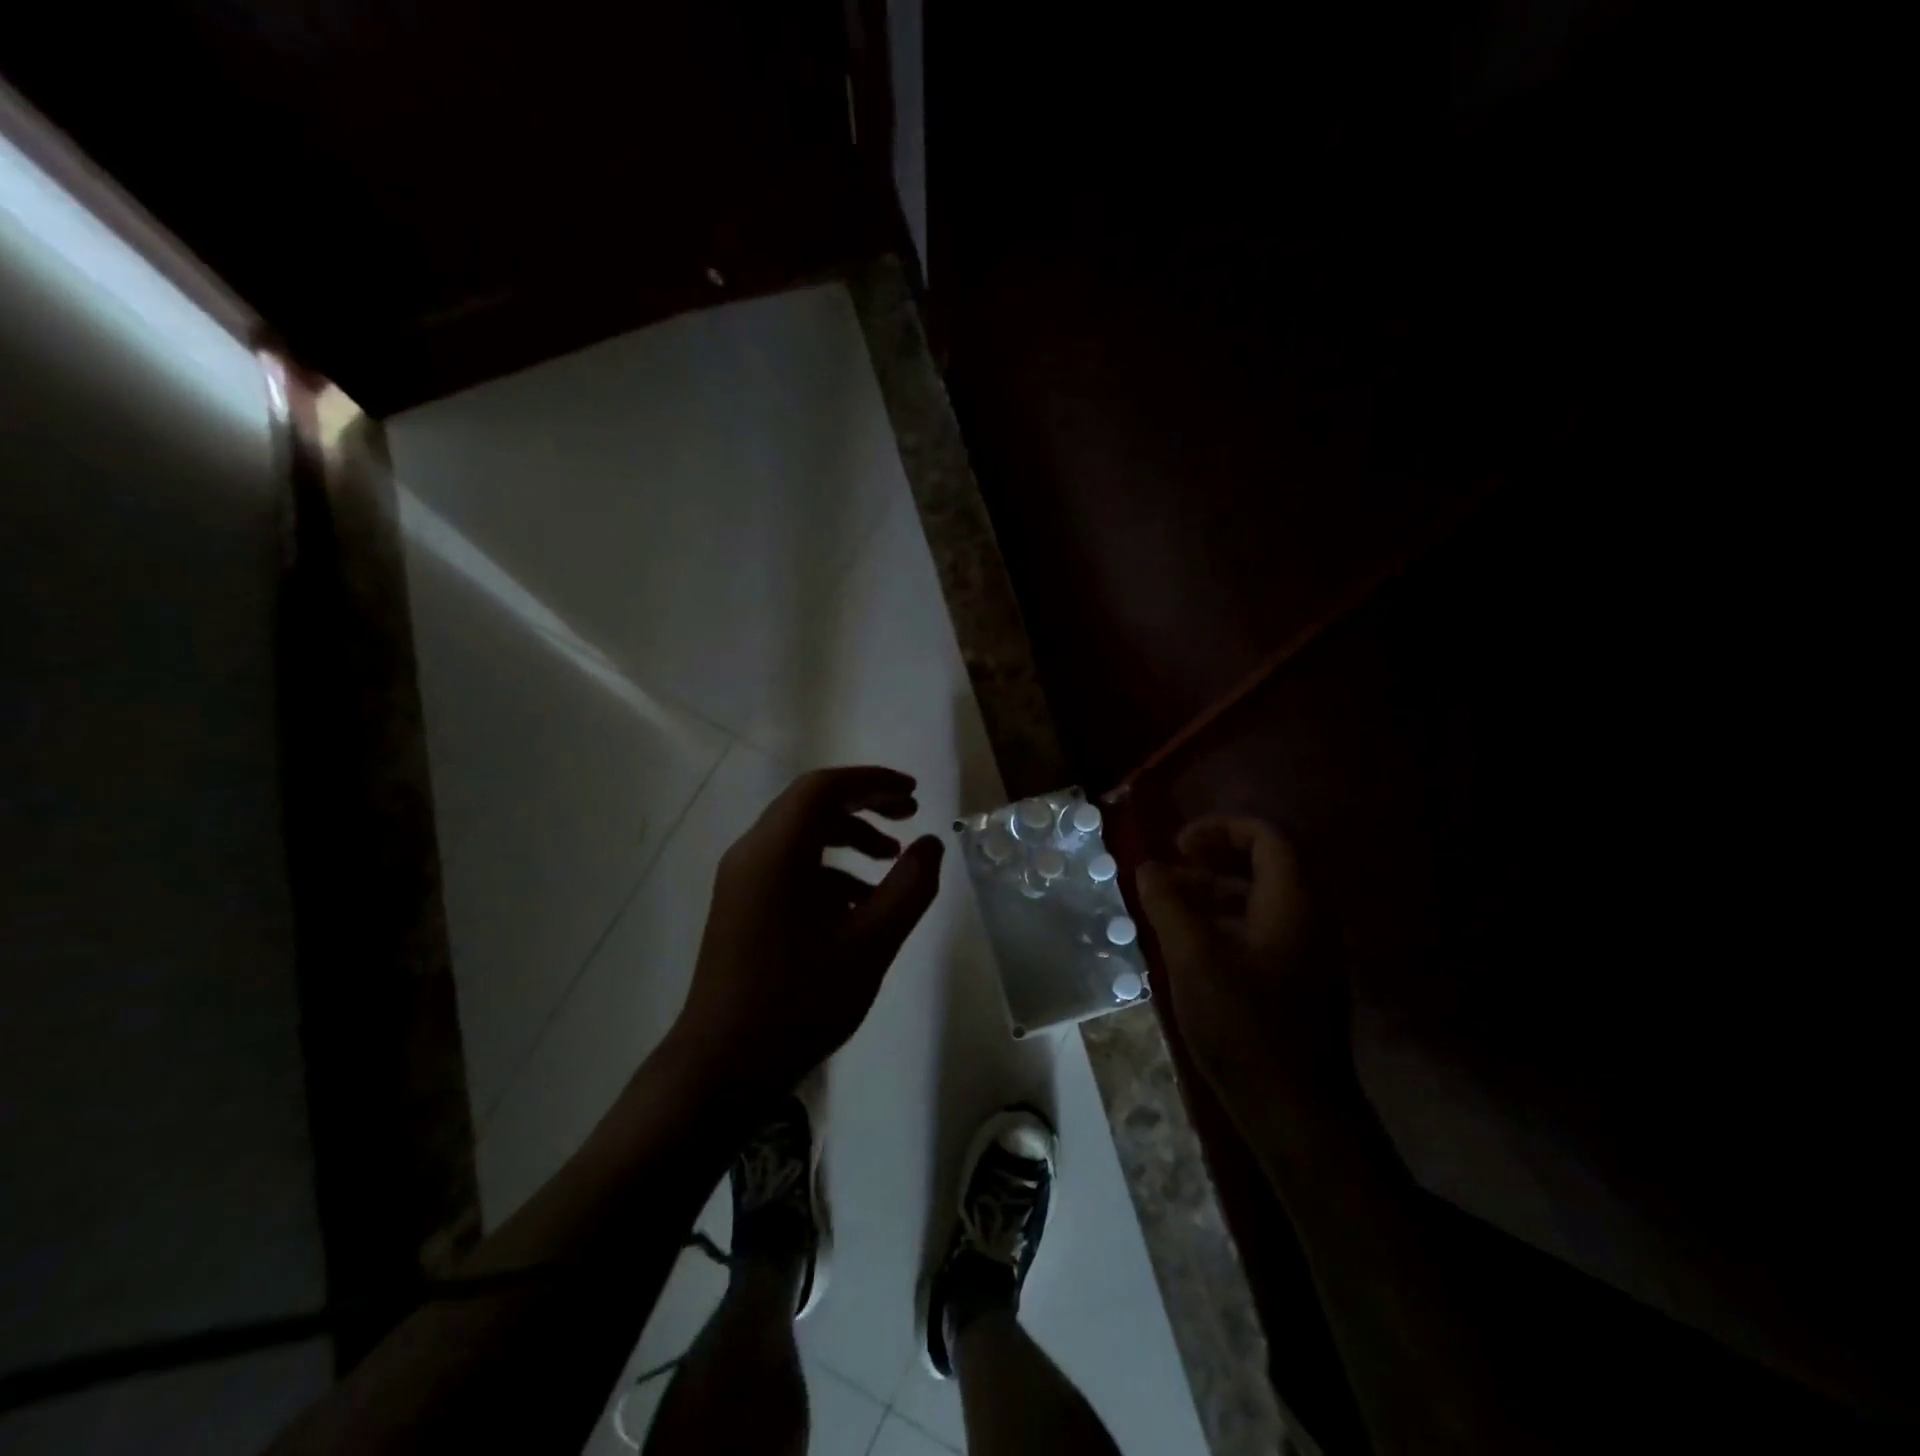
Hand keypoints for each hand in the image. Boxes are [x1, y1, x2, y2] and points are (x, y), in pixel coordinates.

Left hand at [673, 766, 944, 1095]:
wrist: (724, 1064)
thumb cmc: (801, 999)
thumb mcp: (872, 942)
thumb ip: (909, 886)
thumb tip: (931, 843)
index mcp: (777, 852)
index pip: (824, 788)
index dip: (872, 781)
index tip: (913, 793)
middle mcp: (752, 853)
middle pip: (810, 805)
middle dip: (864, 803)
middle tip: (909, 815)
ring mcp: (741, 881)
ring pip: (800, 835)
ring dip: (848, 836)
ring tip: (890, 859)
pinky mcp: (741, 906)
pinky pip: (788, 866)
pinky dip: (828, 868)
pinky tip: (859, 903)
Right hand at [1135, 818, 1350, 1110]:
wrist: (1294, 1111)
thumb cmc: (1244, 1025)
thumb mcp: (1192, 958)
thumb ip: (1168, 904)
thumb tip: (1148, 867)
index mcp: (1293, 903)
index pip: (1267, 837)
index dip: (1221, 828)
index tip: (1178, 843)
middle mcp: (1308, 919)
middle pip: (1265, 865)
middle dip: (1212, 859)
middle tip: (1170, 868)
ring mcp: (1305, 952)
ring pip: (1259, 900)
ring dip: (1213, 892)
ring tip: (1167, 906)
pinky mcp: (1295, 981)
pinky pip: (1259, 930)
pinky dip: (1223, 922)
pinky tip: (1187, 945)